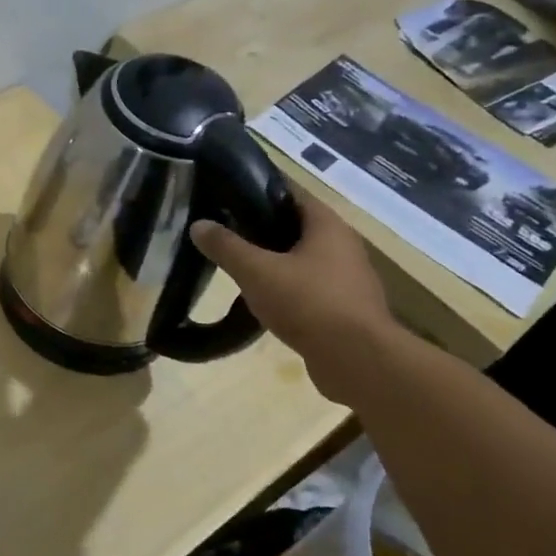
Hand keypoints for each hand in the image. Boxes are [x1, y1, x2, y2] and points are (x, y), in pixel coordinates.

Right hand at [191, 198, 395, 404]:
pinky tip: (266, 304)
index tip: (229, 202)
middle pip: (299, 229)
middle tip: (230, 238)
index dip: (261, 194)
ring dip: (278, 265)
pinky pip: (313, 291)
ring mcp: (350, 280)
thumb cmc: (308, 303)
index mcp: (328, 226)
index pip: (292, 195)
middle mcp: (345, 247)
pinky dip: (290, 292)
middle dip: (265, 232)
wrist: (357, 360)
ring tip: (243, 271)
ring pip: (306, 262)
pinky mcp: (348, 310)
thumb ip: (226, 247)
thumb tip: (199, 225)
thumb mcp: (256, 272)